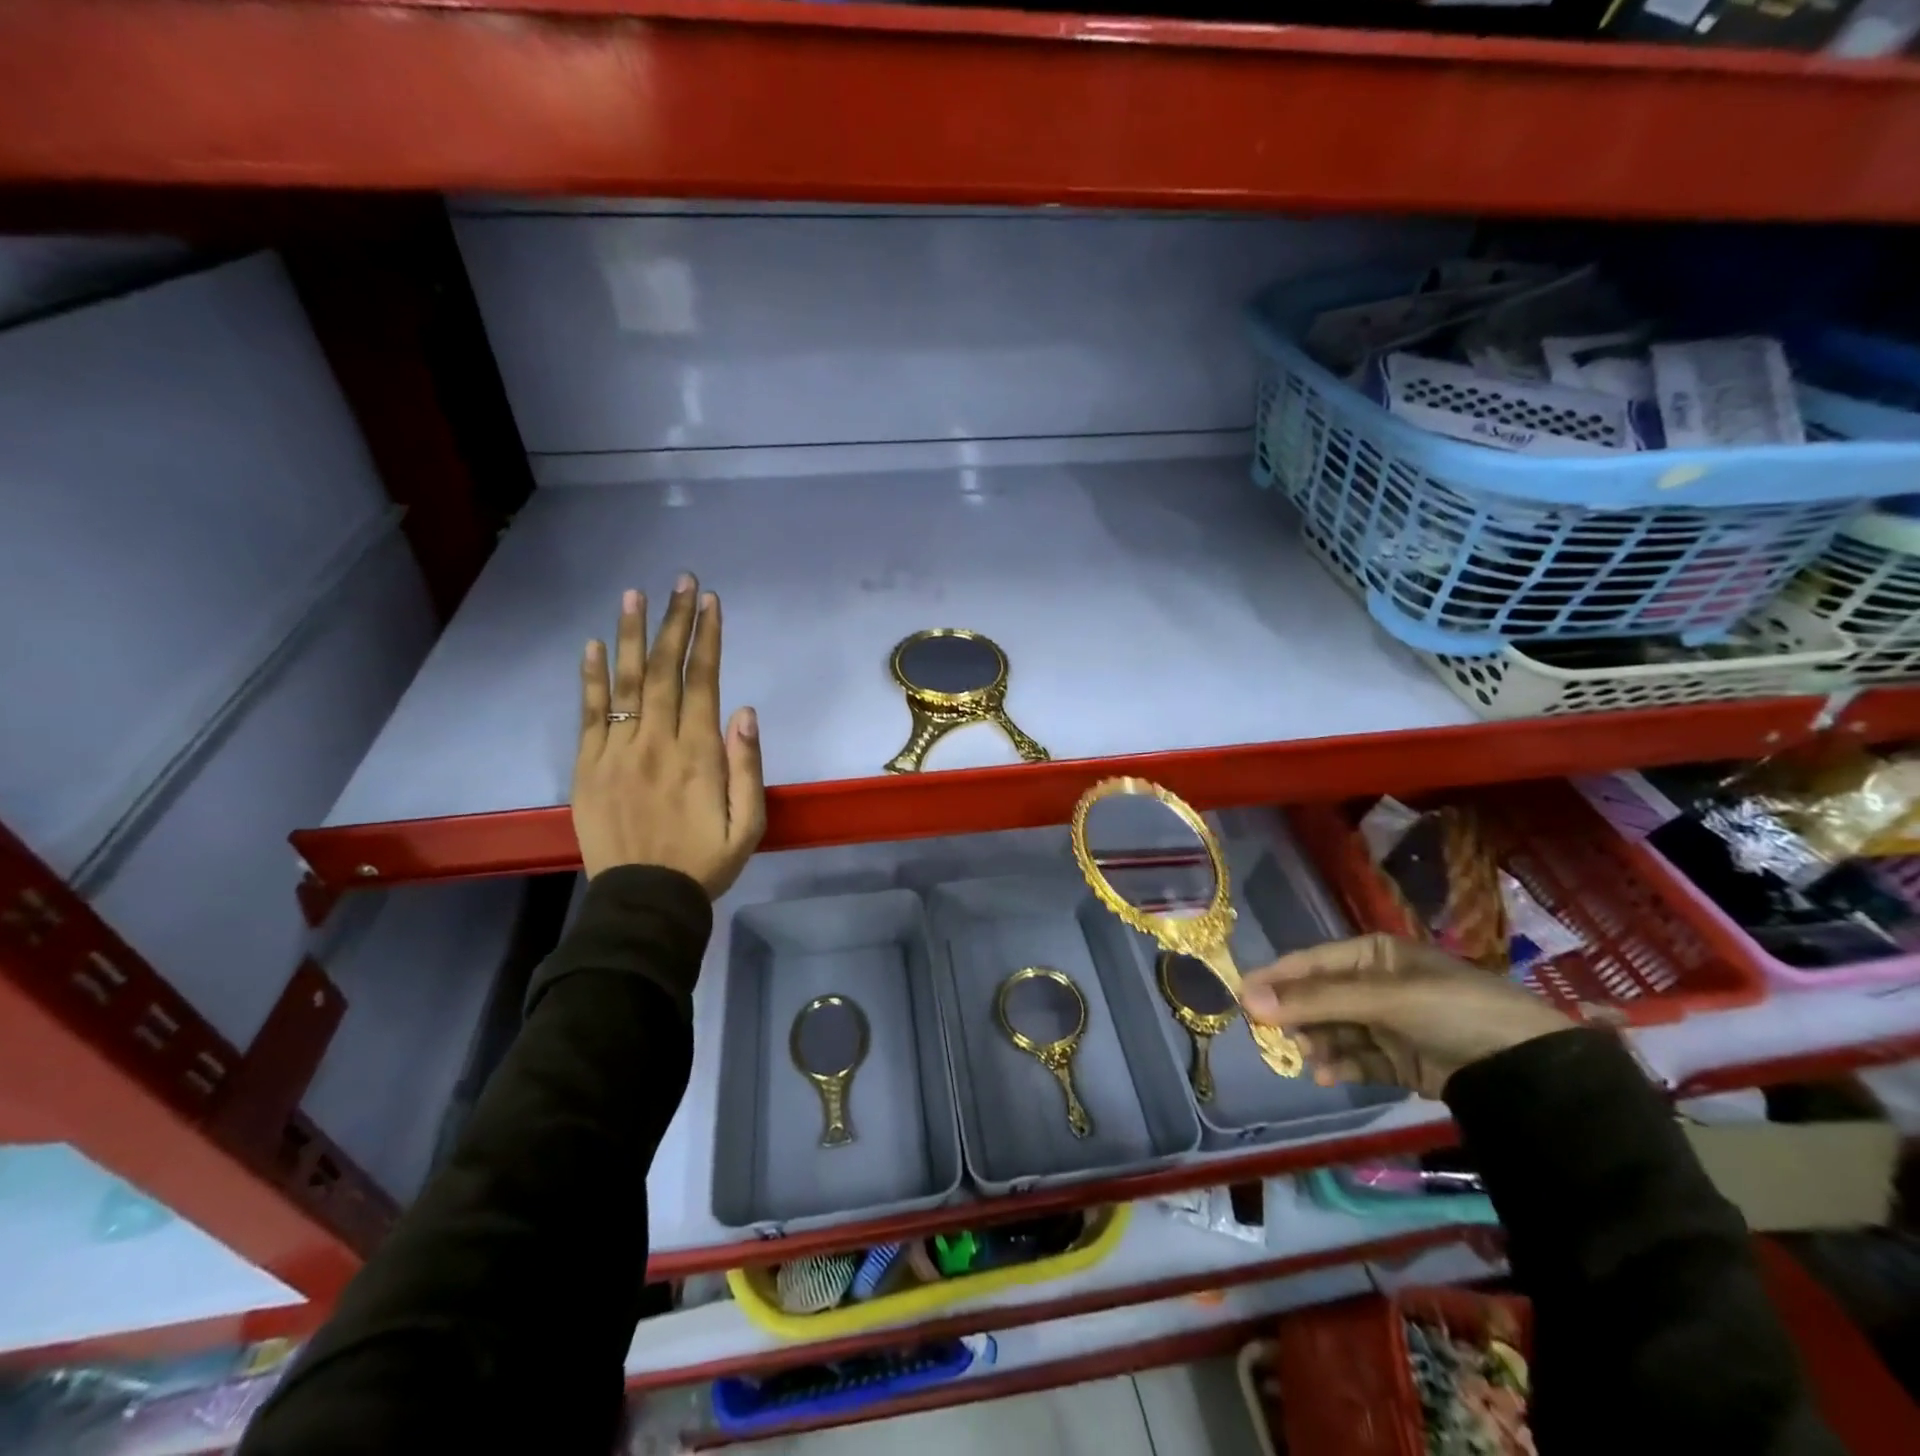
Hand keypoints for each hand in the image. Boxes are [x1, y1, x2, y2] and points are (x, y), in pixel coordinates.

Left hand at [572, 576, 765, 896]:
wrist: (645, 901)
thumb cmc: (705, 862)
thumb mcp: (748, 825)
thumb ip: (748, 767)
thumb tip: (744, 711)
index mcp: (698, 755)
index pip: (702, 682)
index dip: (707, 639)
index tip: (709, 602)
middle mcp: (656, 743)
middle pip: (663, 671)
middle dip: (674, 623)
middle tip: (679, 581)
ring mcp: (617, 753)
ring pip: (624, 683)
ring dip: (629, 636)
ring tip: (633, 595)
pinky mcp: (589, 768)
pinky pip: (588, 715)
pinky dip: (589, 679)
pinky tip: (592, 646)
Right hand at [1239, 934, 1573, 1098]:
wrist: (1532, 1073)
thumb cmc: (1453, 1011)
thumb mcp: (1382, 999)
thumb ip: (1315, 1001)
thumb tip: (1246, 1001)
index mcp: (1374, 955)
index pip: (1311, 962)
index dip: (1276, 978)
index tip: (1240, 998)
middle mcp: (1378, 984)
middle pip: (1320, 998)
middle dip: (1296, 1017)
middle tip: (1270, 1037)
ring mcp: (1390, 1023)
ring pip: (1335, 1030)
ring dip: (1317, 1044)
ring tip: (1307, 1060)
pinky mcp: (1403, 1060)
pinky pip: (1359, 1060)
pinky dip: (1341, 1067)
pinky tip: (1326, 1077)